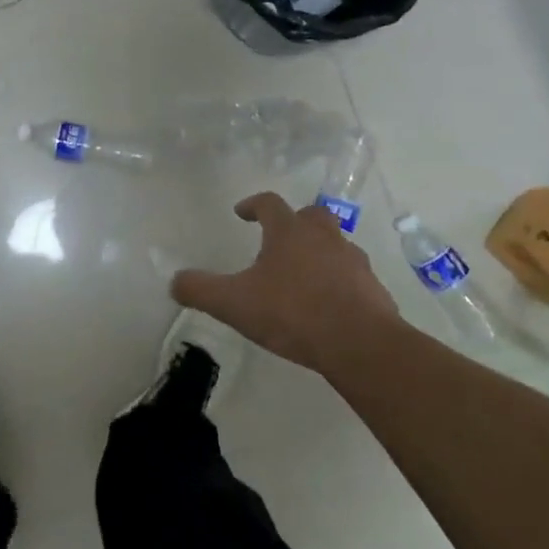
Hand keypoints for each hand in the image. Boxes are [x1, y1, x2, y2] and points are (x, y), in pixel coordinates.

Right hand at [171, 192, 399, 372]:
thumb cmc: (293, 313)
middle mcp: (324, 237)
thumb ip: (201, 290)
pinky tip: (330, 306)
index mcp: (289, 232)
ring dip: (320, 252)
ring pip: (336, 245)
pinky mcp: (374, 290)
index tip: (241, 213)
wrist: (361, 345)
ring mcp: (354, 262)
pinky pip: (354, 277)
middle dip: (294, 222)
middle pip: (311, 215)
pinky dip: (341, 283)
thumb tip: (175, 281)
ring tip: (304, 276)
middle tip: (280, 239)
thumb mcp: (234, 303)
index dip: (252, 204)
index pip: (269, 203)